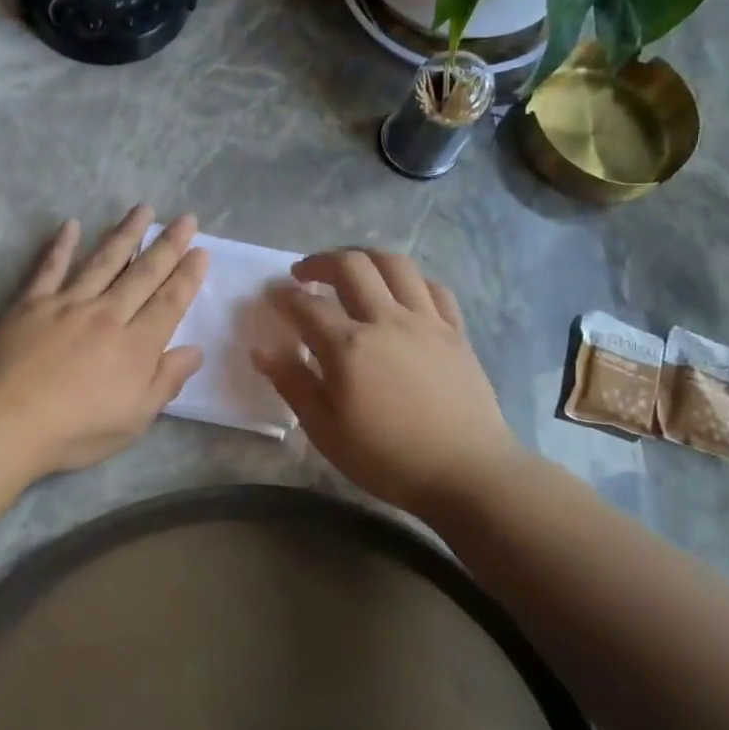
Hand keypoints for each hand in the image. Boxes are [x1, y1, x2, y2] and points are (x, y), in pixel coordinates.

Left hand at [0, 207, 207, 473]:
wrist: (9, 421)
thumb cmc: (77, 430)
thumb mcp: (135, 418)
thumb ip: (165, 381)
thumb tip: (194, 351)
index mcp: (136, 345)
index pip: (169, 302)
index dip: (187, 276)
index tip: (201, 251)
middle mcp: (107, 315)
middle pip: (143, 274)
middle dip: (167, 245)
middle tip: (185, 218)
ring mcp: (68, 304)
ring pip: (103, 261)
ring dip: (125, 234)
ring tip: (142, 210)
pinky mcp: (31, 304)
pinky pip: (50, 268)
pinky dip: (62, 245)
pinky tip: (72, 225)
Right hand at [251, 249, 521, 515]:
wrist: (466, 472)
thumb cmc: (387, 458)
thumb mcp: (326, 430)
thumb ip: (293, 384)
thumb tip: (261, 349)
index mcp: (348, 347)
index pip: (306, 306)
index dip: (283, 297)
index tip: (271, 296)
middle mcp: (386, 320)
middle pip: (351, 266)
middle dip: (320, 261)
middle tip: (304, 273)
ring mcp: (426, 321)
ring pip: (395, 264)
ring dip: (365, 257)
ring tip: (351, 268)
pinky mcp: (455, 331)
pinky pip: (433, 287)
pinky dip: (410, 280)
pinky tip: (401, 292)